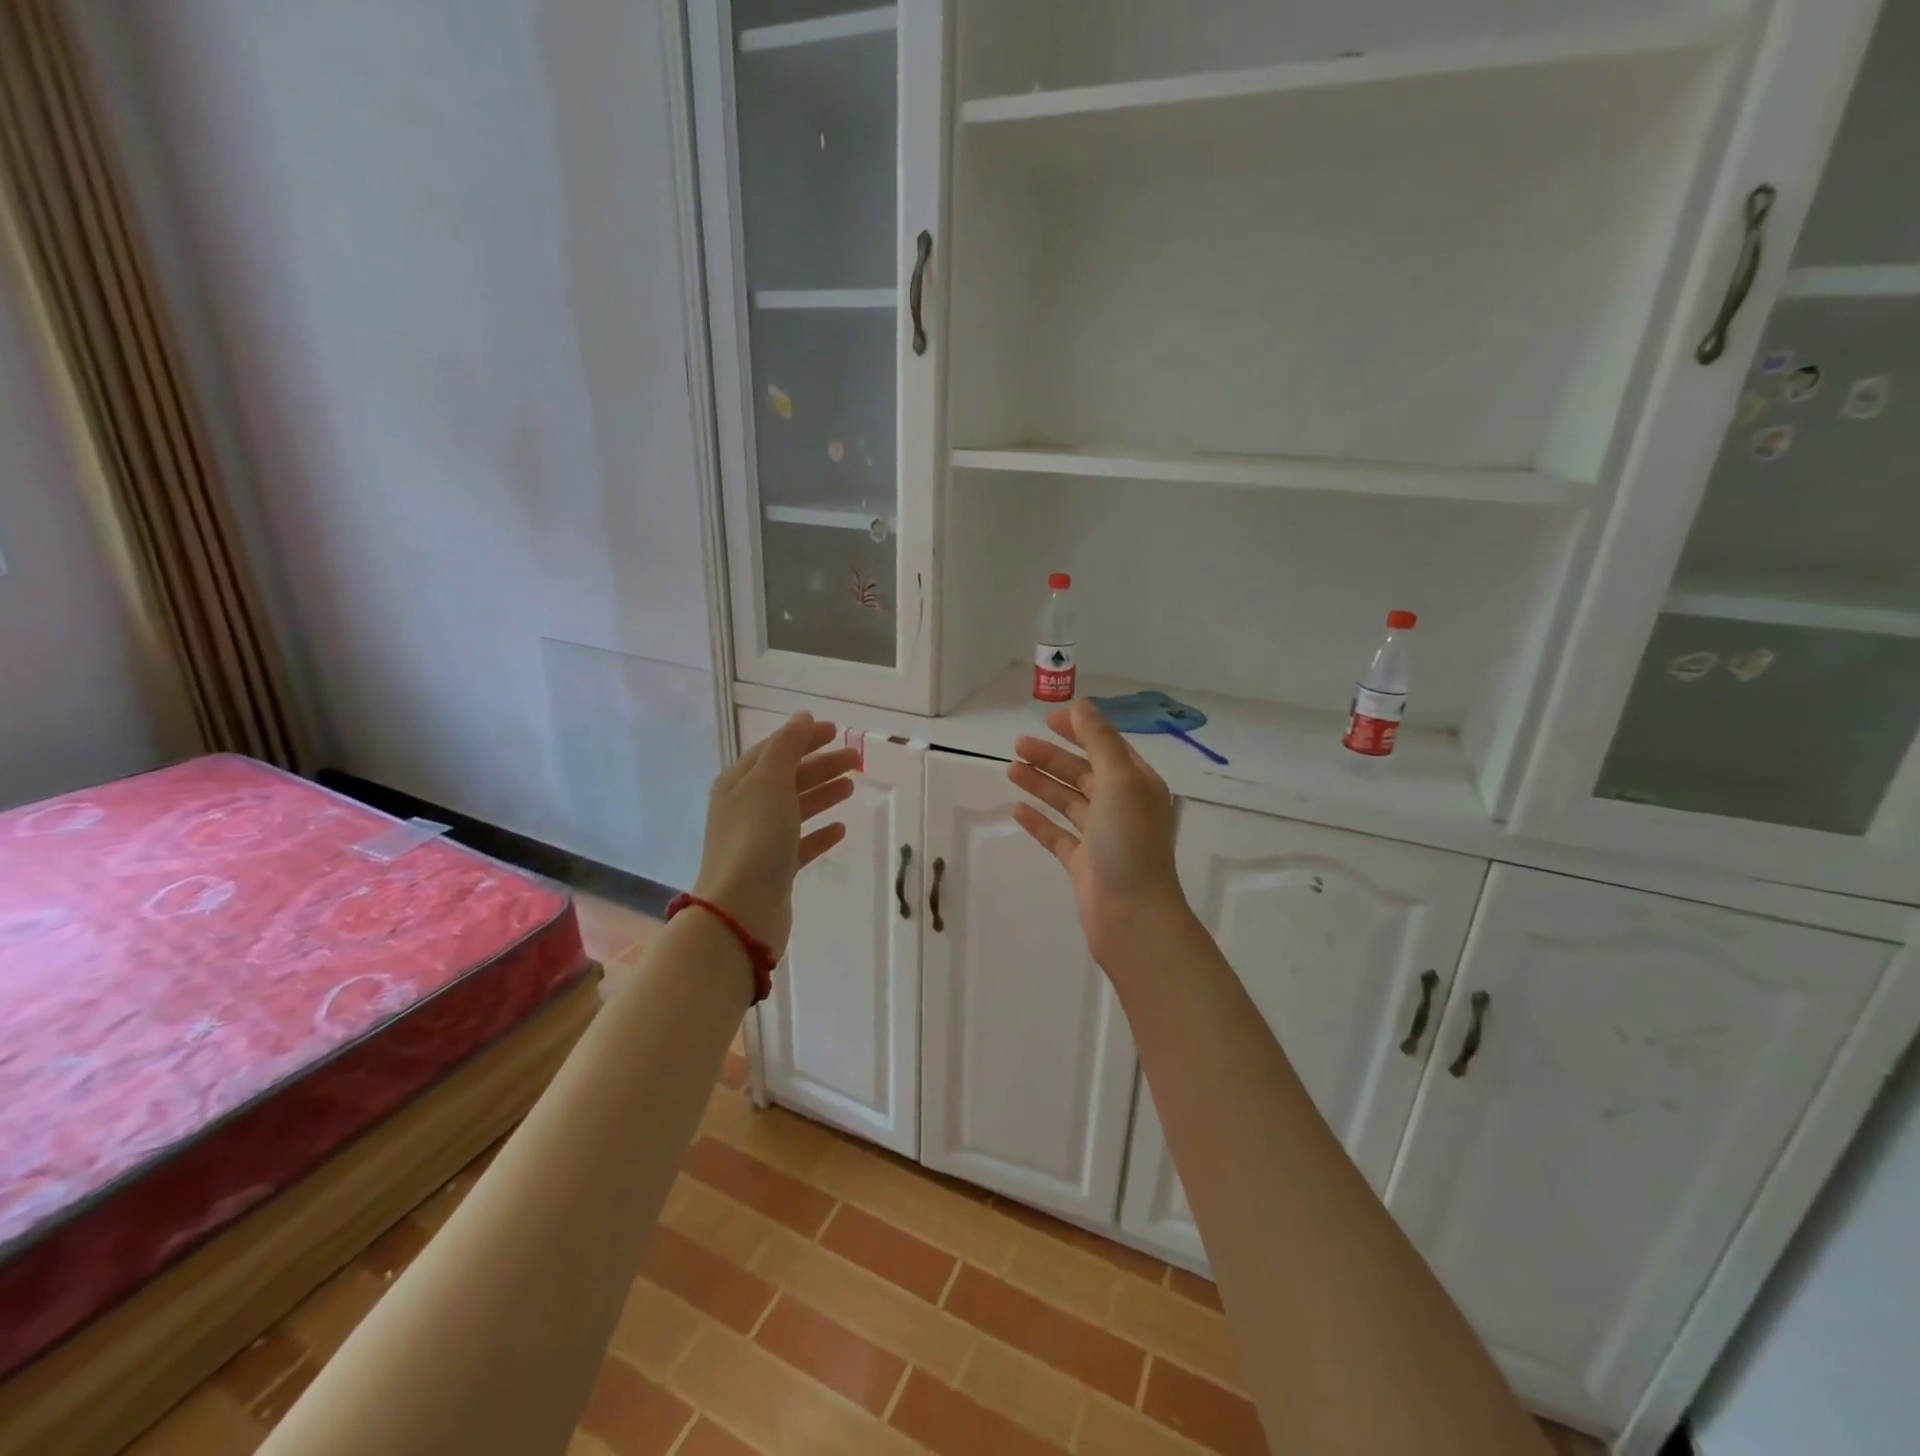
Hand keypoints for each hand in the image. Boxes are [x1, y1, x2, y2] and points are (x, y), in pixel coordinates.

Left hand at [693, 714, 858, 957]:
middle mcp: (745, 808)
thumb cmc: (756, 837)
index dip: (802, 738)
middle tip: (856, 759)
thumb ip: (787, 747)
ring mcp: (759, 840)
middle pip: (787, 777)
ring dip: (823, 793)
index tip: (835, 731)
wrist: (742, 909)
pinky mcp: (775, 869)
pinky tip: (841, 828)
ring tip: (852, 785)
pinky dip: (820, 832)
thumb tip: (801, 717)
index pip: (773, 750)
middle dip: (820, 764)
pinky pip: (801, 843)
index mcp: (739, 783)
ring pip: (796, 808)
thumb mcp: (770, 782)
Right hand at [1008, 698, 1192, 968]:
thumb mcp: (1119, 781)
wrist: (1132, 915)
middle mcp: (1121, 807)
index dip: (1080, 730)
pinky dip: (1039, 821)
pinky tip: (1017, 810)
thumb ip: (1100, 741)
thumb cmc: (1128, 842)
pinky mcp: (1084, 864)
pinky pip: (1058, 835)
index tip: (1049, 719)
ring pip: (1068, 801)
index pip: (1107, 747)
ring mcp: (1102, 837)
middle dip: (1052, 757)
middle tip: (1018, 745)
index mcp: (1137, 784)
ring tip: (1011, 769)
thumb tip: (1082, 704)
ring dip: (1042, 784)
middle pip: (1083, 772)